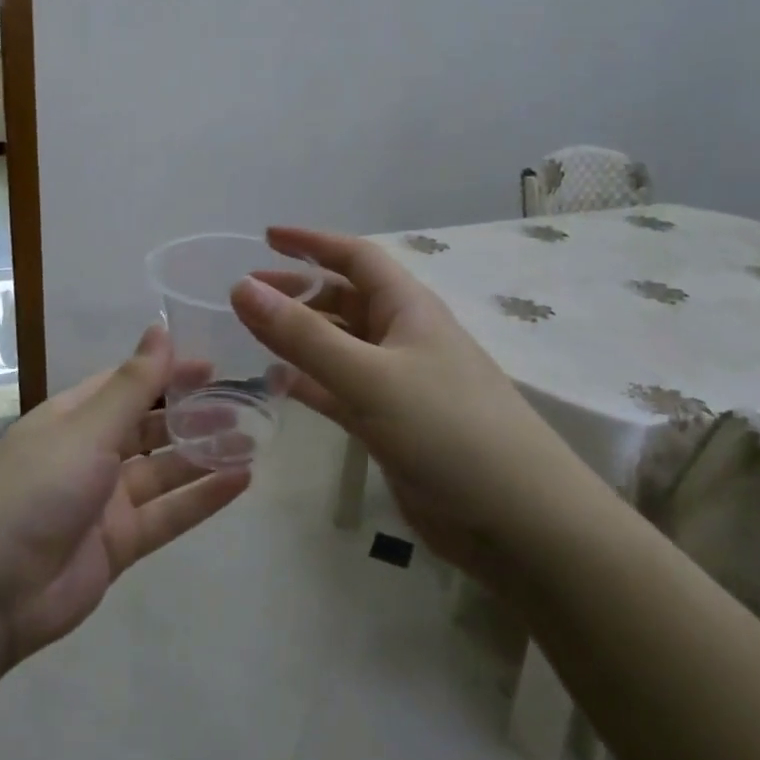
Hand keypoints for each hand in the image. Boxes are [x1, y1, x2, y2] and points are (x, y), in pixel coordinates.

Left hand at [0, 325, 250, 667]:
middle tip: (245, 404)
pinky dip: (203, 498)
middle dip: (193, 415)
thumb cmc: (34, 490)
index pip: (128, 385)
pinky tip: (242, 481)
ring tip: (254, 439)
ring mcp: (105, 502)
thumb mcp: (86, 429)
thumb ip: (133, 385)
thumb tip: (161, 328)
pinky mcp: (119, 544)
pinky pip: (169, 514)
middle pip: (150, 427)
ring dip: (205, 455)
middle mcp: (90, 454)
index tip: (215, 366)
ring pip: (165, 471)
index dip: (169, 373)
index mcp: (73, 417)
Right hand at [233, 227, 595, 583]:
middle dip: (298, 292)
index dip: (312, 243)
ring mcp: (399, 385)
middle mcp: (404, 338)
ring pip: (339, 348)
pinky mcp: (392, 426)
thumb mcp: (370, 376)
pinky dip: (310, 384)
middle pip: (344, 301)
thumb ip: (303, 335)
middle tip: (245, 294)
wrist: (519, 522)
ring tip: (251, 335)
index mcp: (409, 309)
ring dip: (300, 338)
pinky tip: (278, 385)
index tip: (266, 237)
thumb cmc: (448, 431)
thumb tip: (241, 287)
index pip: (356, 257)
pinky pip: (341, 392)